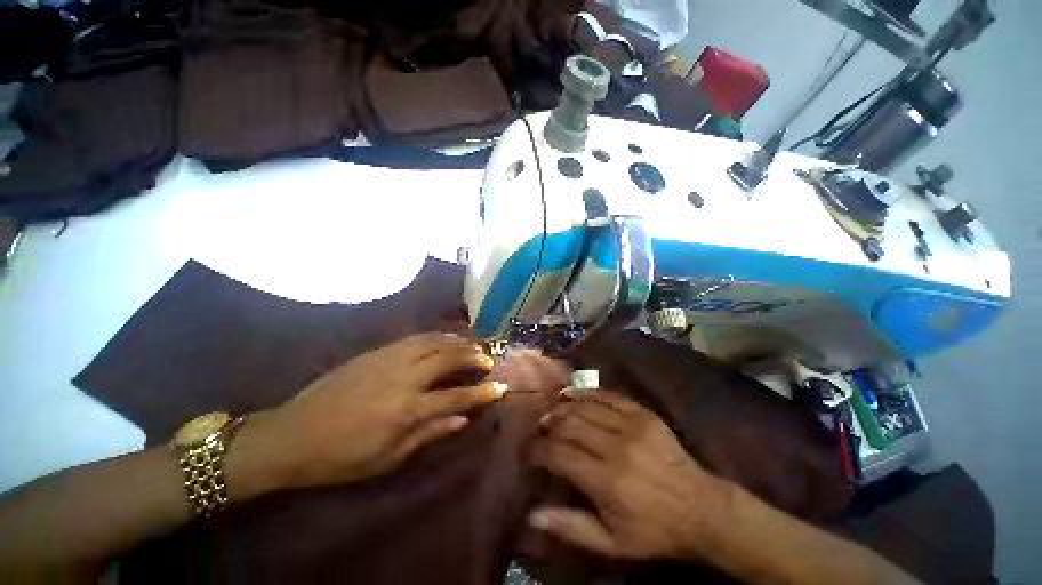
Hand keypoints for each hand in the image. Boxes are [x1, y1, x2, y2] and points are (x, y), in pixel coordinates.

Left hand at [242, 333, 505, 491]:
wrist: (293, 434)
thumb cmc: (342, 457)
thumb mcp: (388, 458)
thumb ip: (429, 434)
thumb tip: (462, 419)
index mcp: (408, 409)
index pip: (457, 396)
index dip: (483, 392)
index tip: (501, 387)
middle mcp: (405, 377)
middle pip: (449, 358)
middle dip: (473, 357)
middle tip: (487, 360)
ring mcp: (390, 359)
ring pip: (434, 341)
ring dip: (457, 341)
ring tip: (471, 344)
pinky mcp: (377, 351)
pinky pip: (415, 338)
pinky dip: (435, 336)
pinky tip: (442, 338)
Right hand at [529, 389, 730, 560]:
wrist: (700, 508)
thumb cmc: (653, 530)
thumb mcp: (611, 542)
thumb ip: (570, 527)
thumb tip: (532, 514)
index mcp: (606, 481)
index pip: (559, 454)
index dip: (539, 450)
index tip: (530, 452)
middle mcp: (616, 447)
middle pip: (569, 424)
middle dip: (549, 426)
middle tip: (541, 431)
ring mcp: (631, 425)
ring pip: (585, 406)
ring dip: (563, 407)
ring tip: (552, 413)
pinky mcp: (642, 413)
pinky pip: (606, 395)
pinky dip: (585, 392)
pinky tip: (571, 394)